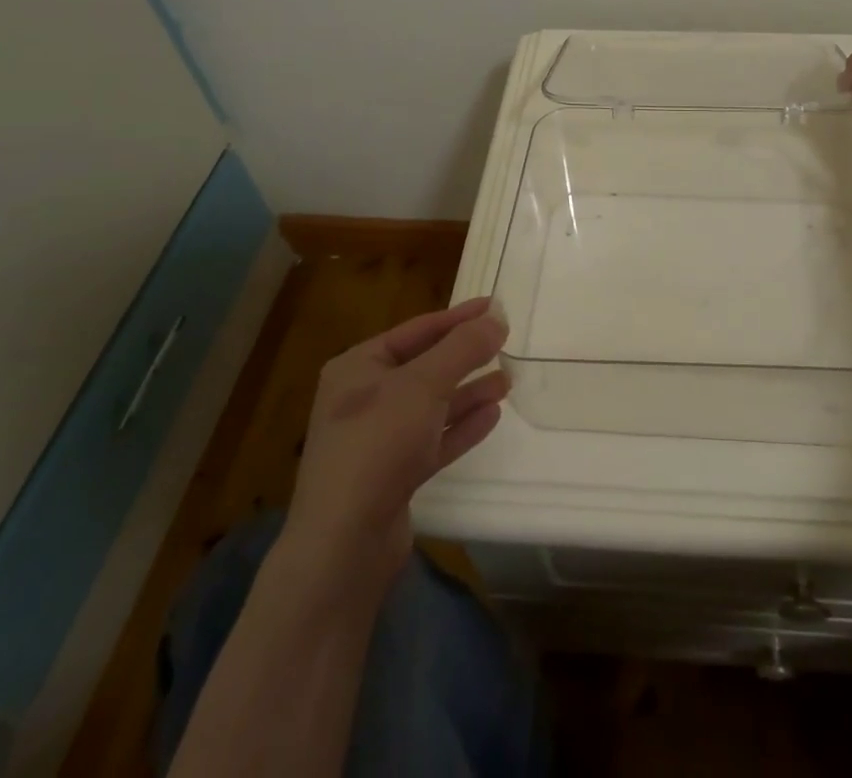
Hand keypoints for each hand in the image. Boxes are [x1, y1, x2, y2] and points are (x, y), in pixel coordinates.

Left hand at [277, 298, 509, 606]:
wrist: (344, 545)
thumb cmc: (378, 444)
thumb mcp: (423, 385)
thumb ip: (463, 348)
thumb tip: (497, 317)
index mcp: (357, 367)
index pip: (416, 330)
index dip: (457, 317)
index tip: (495, 306)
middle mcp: (363, 400)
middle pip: (424, 367)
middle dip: (465, 356)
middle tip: (505, 342)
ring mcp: (376, 440)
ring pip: (432, 406)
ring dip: (468, 392)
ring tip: (508, 381)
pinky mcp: (392, 477)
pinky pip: (433, 440)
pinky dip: (461, 427)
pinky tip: (492, 415)